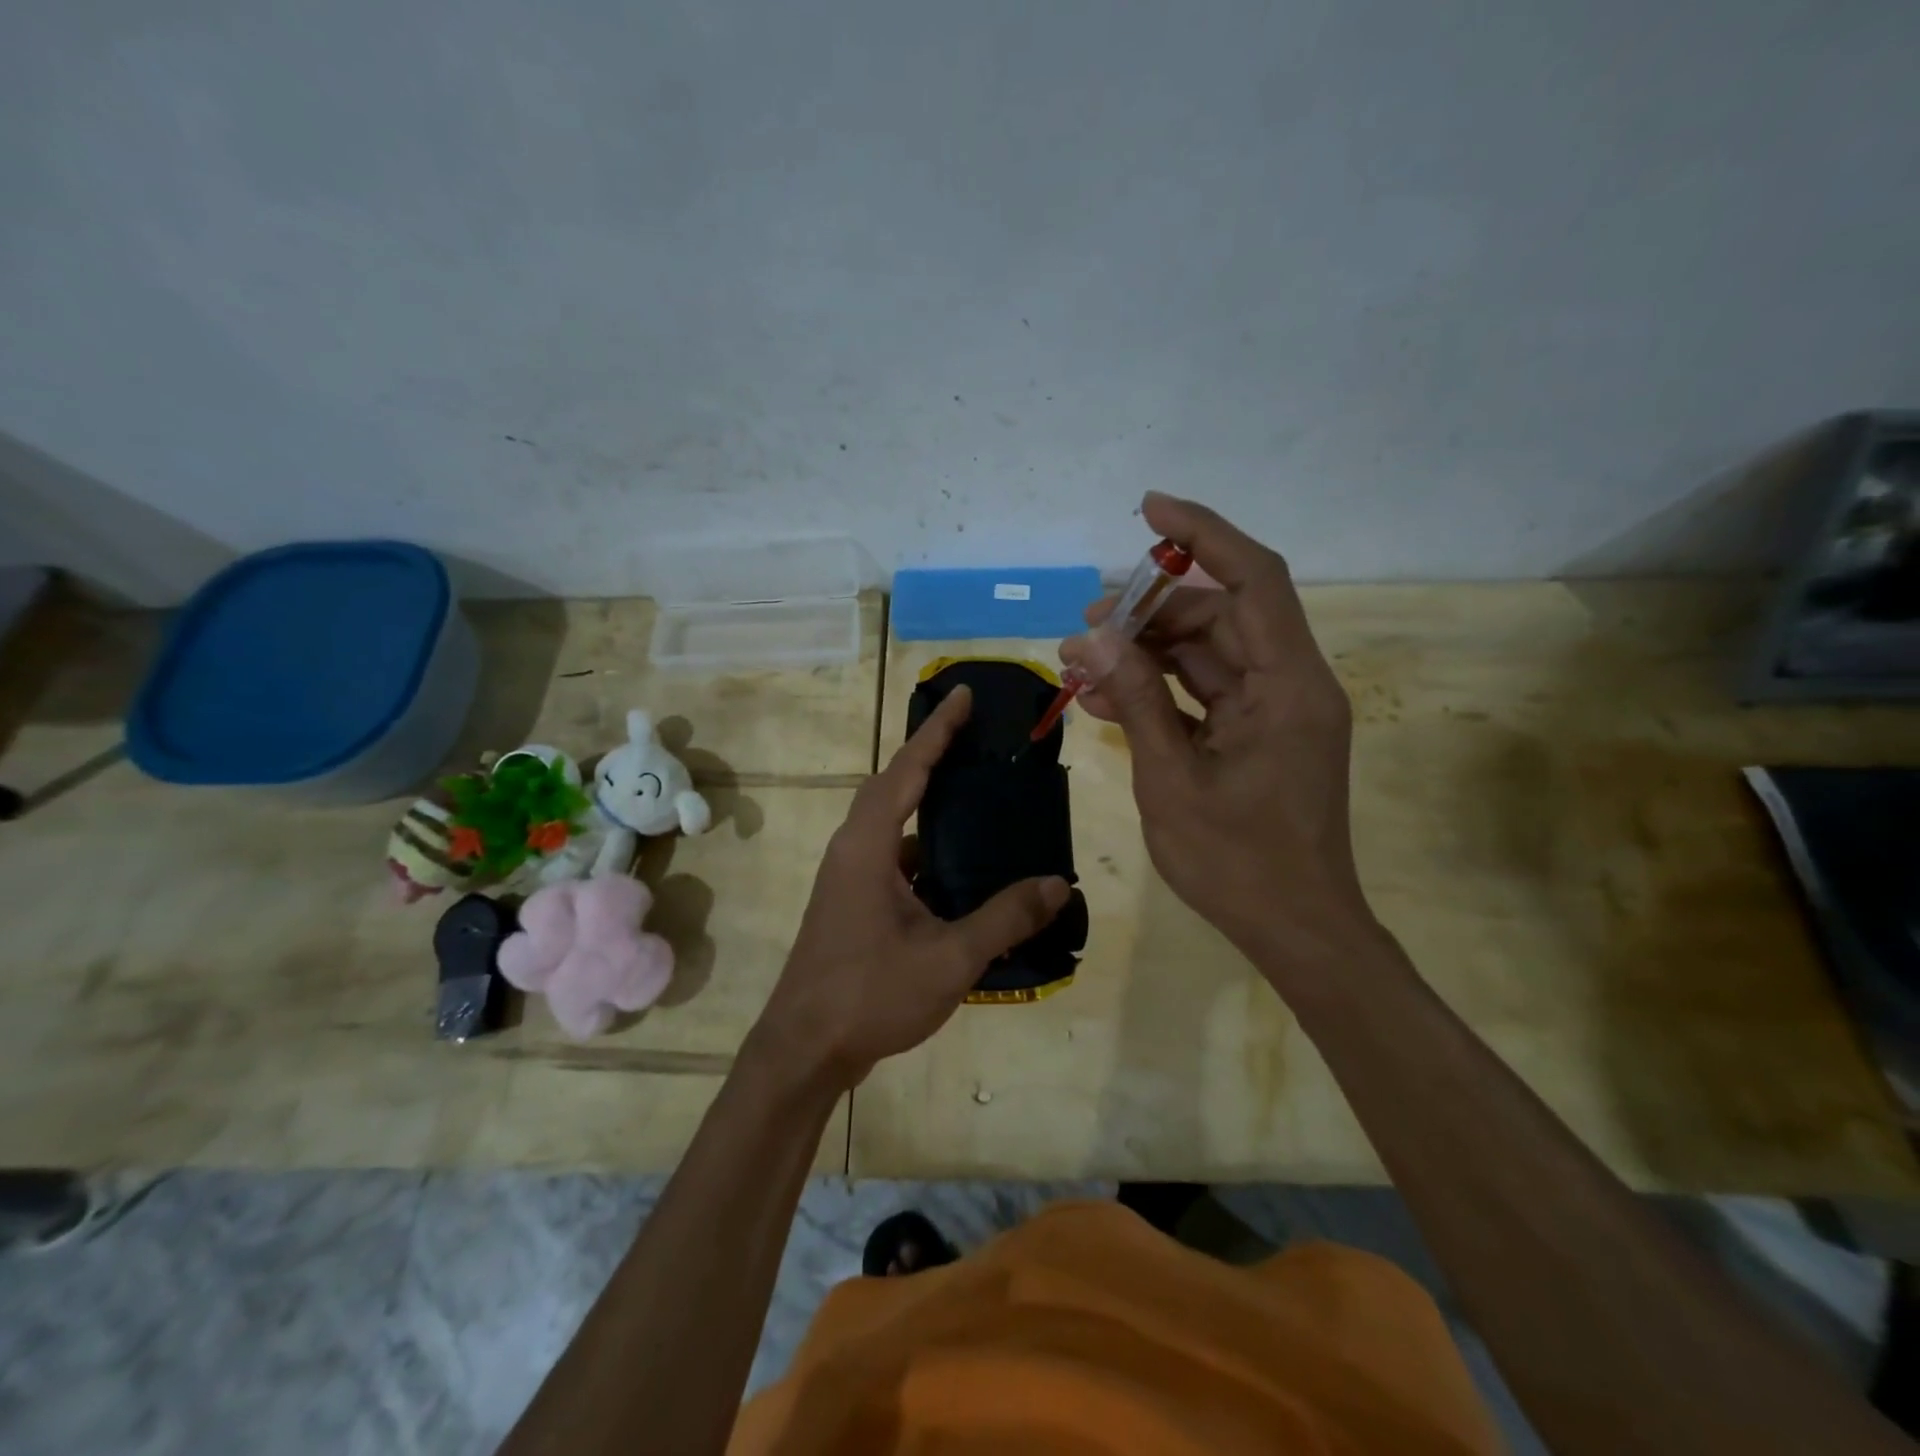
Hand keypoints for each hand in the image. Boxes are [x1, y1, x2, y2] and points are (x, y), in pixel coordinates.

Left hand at [751, 685, 1069, 1090]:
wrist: (804, 1049)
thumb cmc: (870, 995)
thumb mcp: (948, 957)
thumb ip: (1004, 918)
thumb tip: (1056, 885)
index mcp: (868, 845)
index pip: (907, 769)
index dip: (938, 730)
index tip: (964, 694)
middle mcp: (852, 848)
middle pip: (893, 784)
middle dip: (931, 754)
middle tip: (976, 736)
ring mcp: (847, 876)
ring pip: (890, 820)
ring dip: (925, 799)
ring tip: (975, 791)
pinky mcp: (850, 900)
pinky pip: (890, 852)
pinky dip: (922, 842)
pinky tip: (958, 863)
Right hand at [1061, 493, 1374, 975]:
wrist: (1295, 929)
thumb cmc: (1238, 863)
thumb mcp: (1172, 779)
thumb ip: (1137, 700)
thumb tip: (1093, 638)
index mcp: (1287, 686)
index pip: (1253, 579)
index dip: (1203, 533)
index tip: (1147, 509)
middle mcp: (1289, 684)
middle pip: (1220, 616)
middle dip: (1149, 612)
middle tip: (1084, 625)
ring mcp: (1274, 710)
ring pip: (1207, 653)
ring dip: (1146, 652)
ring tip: (1081, 661)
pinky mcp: (1257, 734)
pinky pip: (1205, 692)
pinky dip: (1159, 689)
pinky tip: (1105, 696)